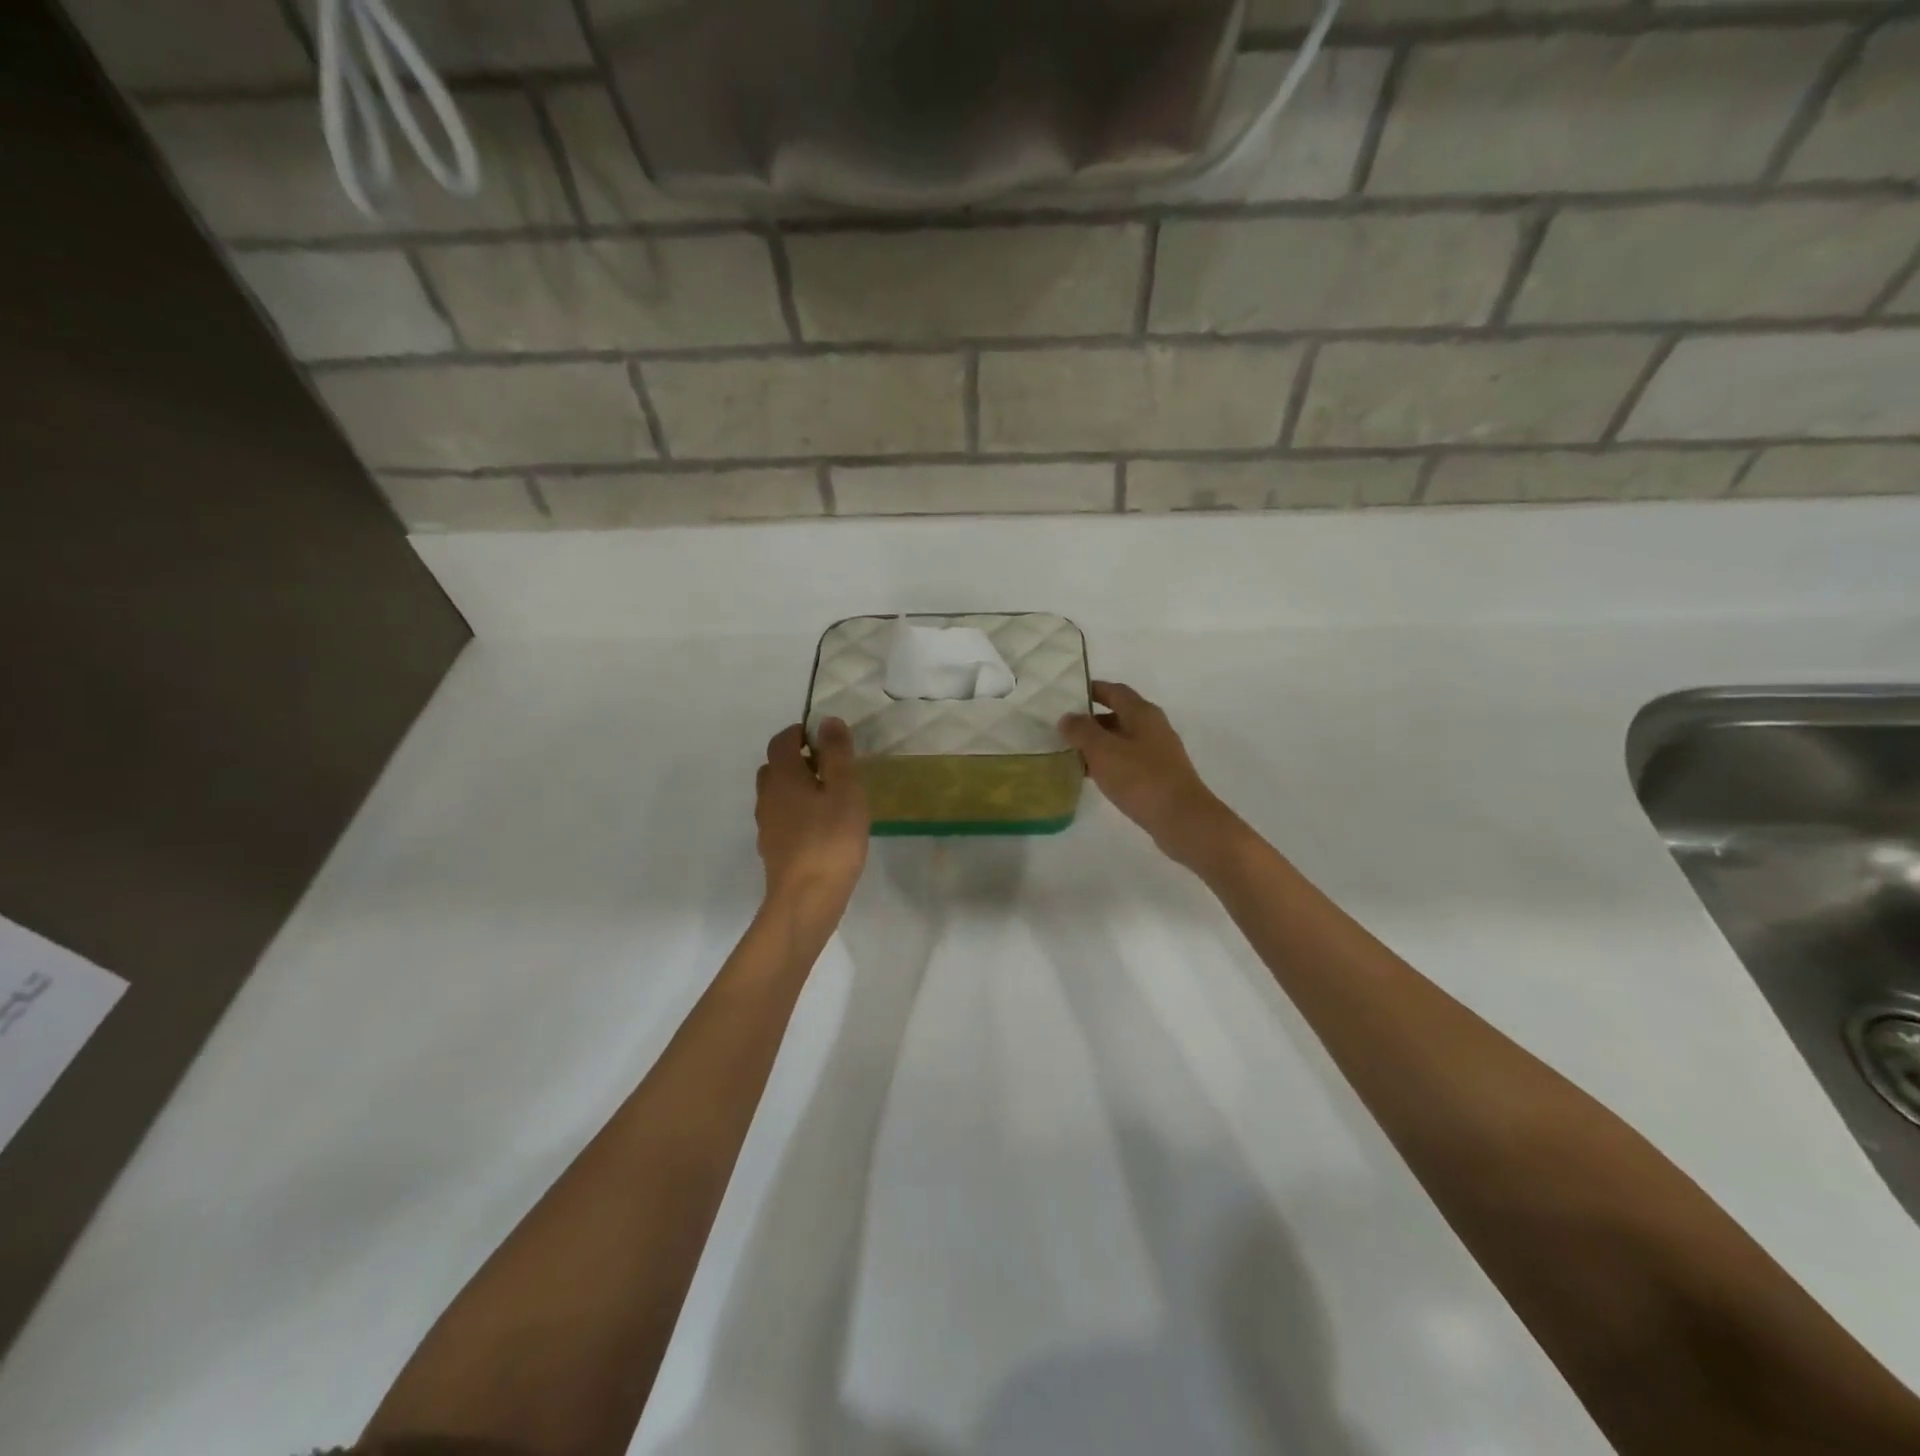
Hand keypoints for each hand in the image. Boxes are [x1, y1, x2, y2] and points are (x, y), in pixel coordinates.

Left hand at [755, 719, 868, 911]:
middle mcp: (767, 797)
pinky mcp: (774, 850)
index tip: (826, 738)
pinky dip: (799, 812)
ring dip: (798, 788)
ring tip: (831, 798)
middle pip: (775, 767)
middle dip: (799, 760)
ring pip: (778, 795)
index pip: (782, 741)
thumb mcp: (844, 790)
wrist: (806, 899)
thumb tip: (827, 721)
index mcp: (782, 776)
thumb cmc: (830, 839)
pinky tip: (823, 828)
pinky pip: (783, 818)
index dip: (801, 733)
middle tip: (831, 767)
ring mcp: (767, 825)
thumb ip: (837, 754)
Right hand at [1060, 682, 1237, 869]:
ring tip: (1071, 753)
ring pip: (1122, 740)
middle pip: (1118, 715)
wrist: (1181, 818)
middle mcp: (1153, 727)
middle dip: (1091, 720)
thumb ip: (1081, 730)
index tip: (1067, 695)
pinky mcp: (1159, 776)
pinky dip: (1109, 763)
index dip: (1092, 690)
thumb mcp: (1102, 750)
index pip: (1115, 691)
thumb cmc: (1140, 778)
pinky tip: (1093, 776)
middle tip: (1063, 729)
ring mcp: (1159, 753)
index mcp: (1142, 713)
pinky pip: (1128, 761)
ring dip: (1098, 744)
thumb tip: (1067, 717)